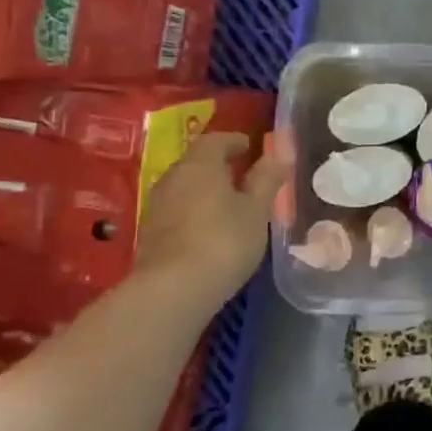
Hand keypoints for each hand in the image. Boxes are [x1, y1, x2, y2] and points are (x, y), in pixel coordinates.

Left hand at [134, 131, 291, 310]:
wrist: (172, 290)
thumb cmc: (224, 240)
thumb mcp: (256, 210)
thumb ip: (267, 179)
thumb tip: (280, 152)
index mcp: (200, 164)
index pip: (216, 140)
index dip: (235, 141)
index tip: (251, 147)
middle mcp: (173, 178)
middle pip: (197, 162)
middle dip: (219, 165)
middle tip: (244, 176)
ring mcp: (157, 207)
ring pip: (186, 187)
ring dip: (206, 190)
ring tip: (231, 204)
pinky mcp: (151, 234)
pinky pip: (178, 210)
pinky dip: (196, 211)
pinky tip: (211, 229)